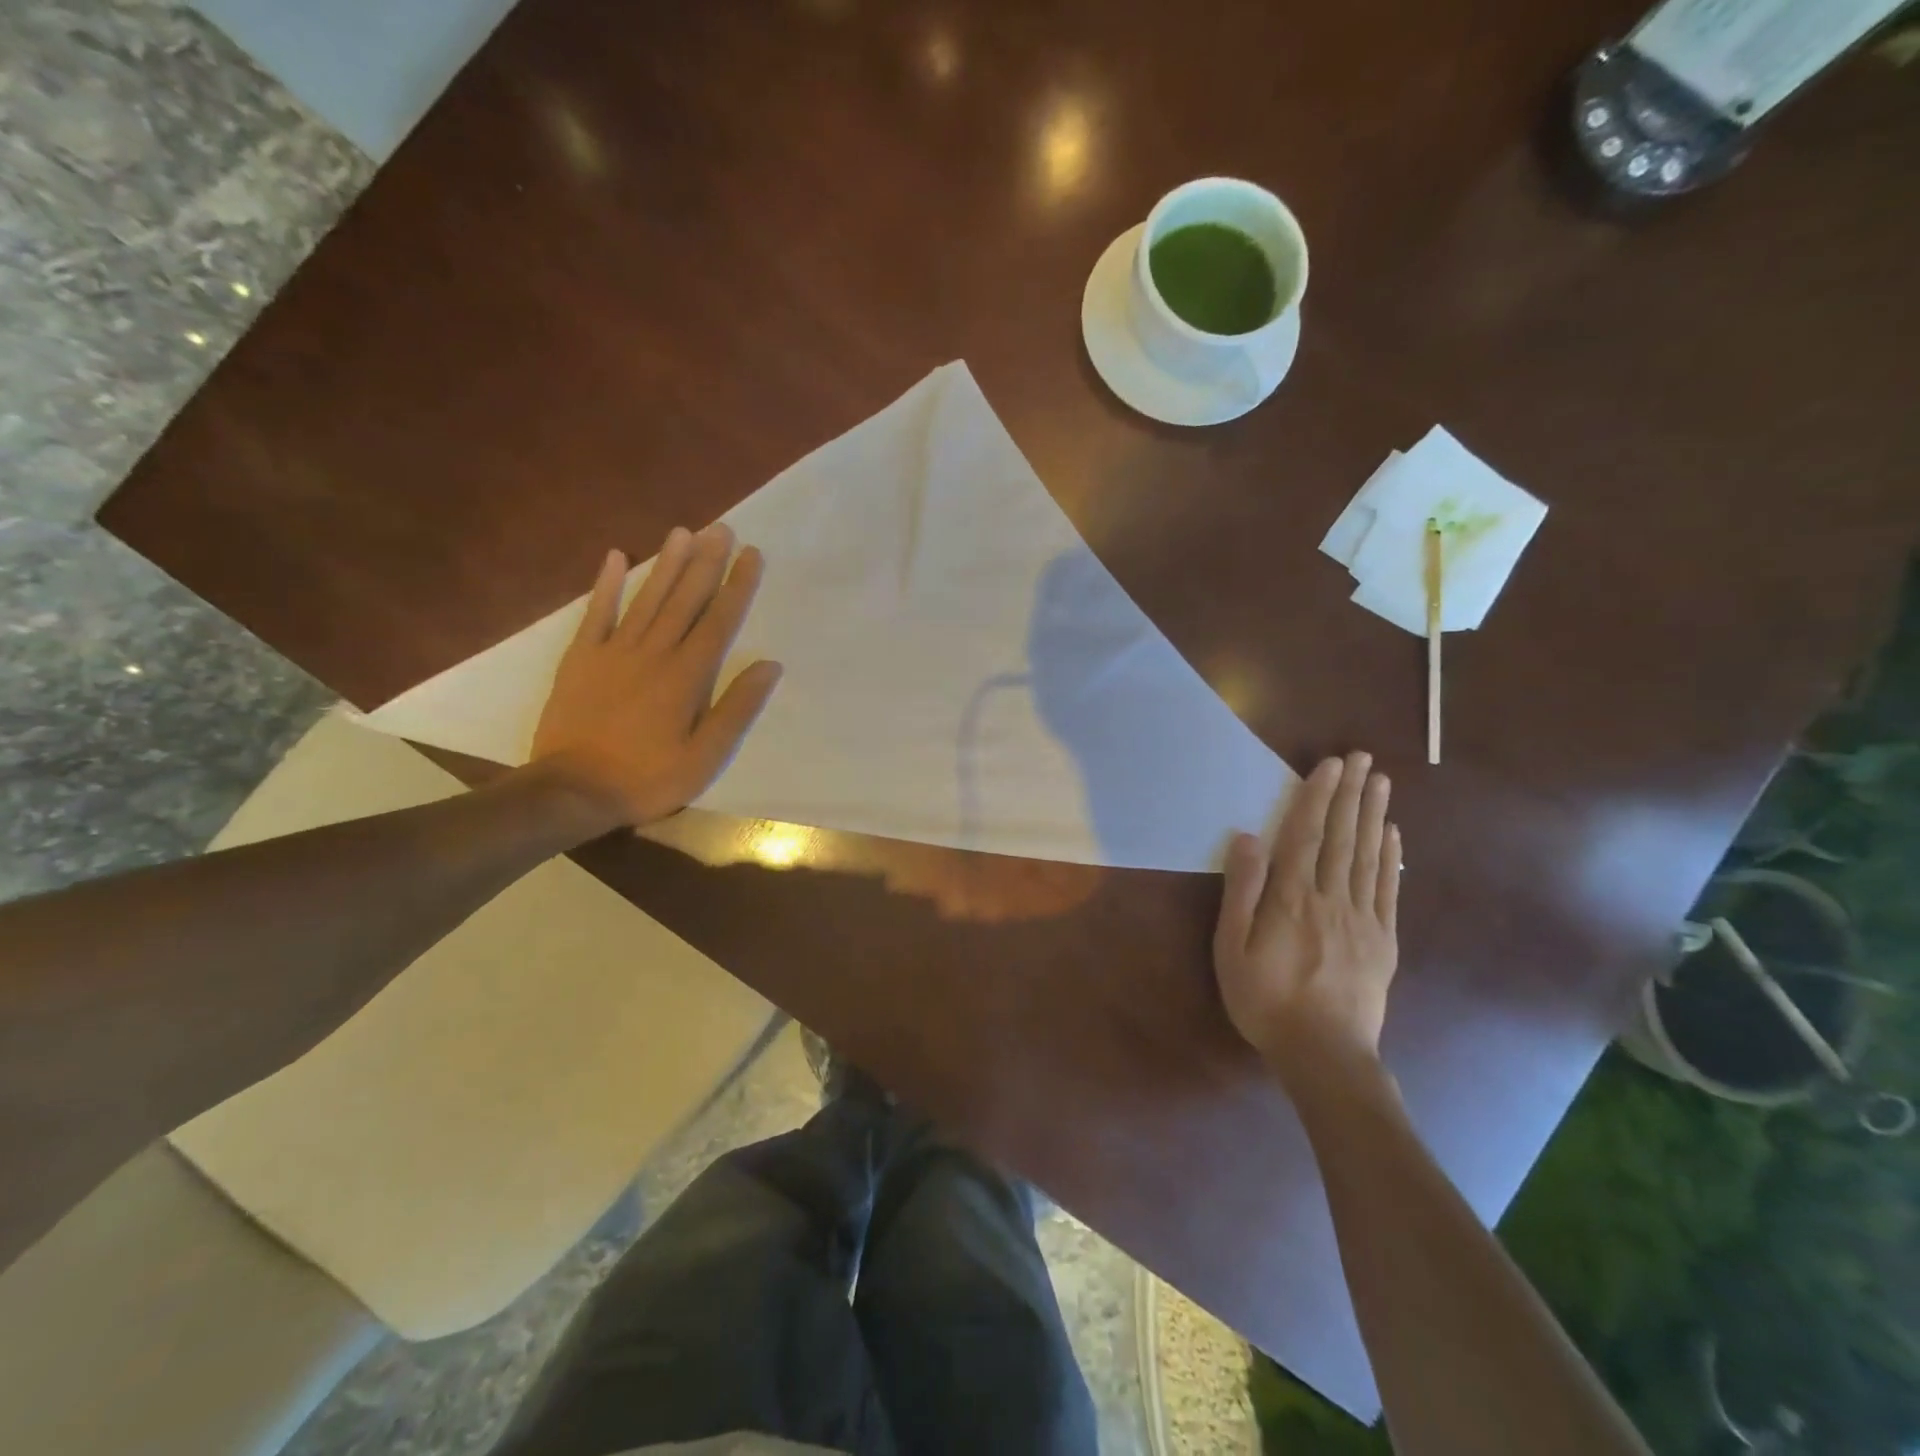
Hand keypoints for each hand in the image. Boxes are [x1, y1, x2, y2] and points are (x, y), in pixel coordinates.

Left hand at [531, 525, 782, 825]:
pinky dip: (605, 585)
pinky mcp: (580, 659)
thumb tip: (770, 666)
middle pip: (684, 600)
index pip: (719, 621)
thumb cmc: (648, 778)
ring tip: (684, 531)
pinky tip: (614, 556)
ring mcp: (613, 652)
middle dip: (706, 562)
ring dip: (666, 563)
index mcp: (686, 676)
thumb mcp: (705, 757)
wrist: (572, 790)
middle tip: (723, 528)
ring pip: (646, 598)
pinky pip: (595, 614)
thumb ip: (737, 709)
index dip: (737, 586)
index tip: (752, 555)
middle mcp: (653, 653)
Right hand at [1213, 752, 1400, 1080]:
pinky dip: (1391, 858)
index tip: (1329, 765)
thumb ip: (1241, 892)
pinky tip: (1392, 834)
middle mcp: (1330, 898)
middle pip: (1340, 837)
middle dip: (1349, 794)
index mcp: (1291, 898)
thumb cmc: (1264, 1000)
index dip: (1316, 797)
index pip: (1304, 835)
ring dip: (1373, 815)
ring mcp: (1362, 918)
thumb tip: (1247, 838)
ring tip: (1380, 782)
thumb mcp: (1231, 948)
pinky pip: (1388, 890)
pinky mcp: (1383, 940)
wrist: (1323, 1054)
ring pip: (1367, 856)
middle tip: (1361, 759)